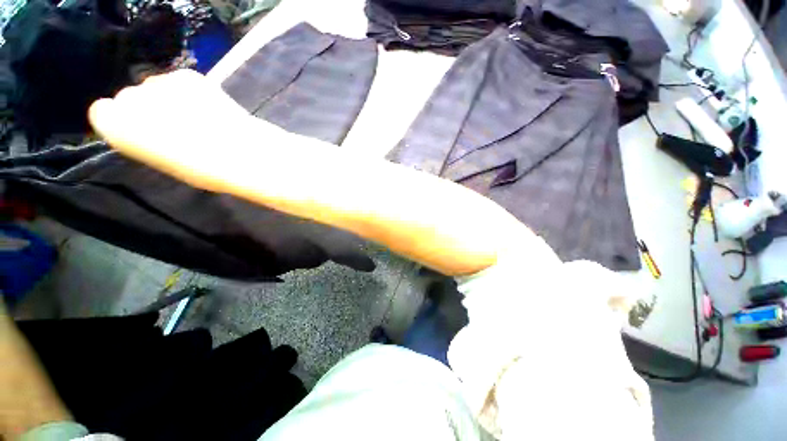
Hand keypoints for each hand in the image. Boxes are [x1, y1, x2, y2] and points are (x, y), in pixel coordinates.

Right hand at [89, 69, 262, 191]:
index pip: (102, 112)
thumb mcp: (160, 160)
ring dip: (170, 97)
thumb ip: (144, 139)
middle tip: (176, 126)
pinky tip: (209, 106)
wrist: (240, 153)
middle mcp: (127, 96)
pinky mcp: (188, 74)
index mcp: (112, 124)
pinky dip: (191, 91)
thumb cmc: (200, 169)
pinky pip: (181, 81)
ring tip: (197, 117)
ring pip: (157, 87)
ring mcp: (159, 80)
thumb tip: (149, 128)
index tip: (144, 132)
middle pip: (130, 96)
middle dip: (148, 108)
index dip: (125, 121)